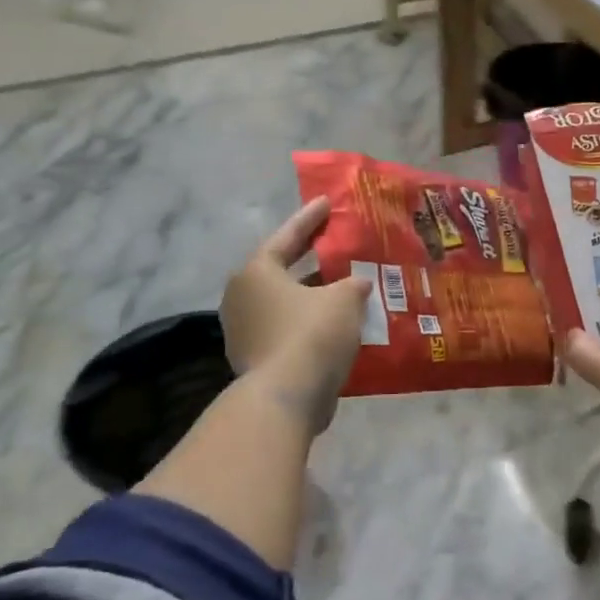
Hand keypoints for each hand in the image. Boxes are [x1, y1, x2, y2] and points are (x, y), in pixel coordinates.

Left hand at [221, 197, 370, 433]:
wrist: (286, 397)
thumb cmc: (312, 334)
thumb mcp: (344, 300)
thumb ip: (353, 284)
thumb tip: (357, 284)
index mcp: (257, 272)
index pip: (287, 236)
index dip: (310, 219)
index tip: (326, 203)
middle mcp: (243, 296)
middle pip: (282, 270)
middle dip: (311, 259)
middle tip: (334, 243)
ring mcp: (245, 330)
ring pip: (286, 302)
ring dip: (313, 295)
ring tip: (344, 286)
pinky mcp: (256, 358)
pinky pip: (288, 328)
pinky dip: (310, 322)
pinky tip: (337, 323)